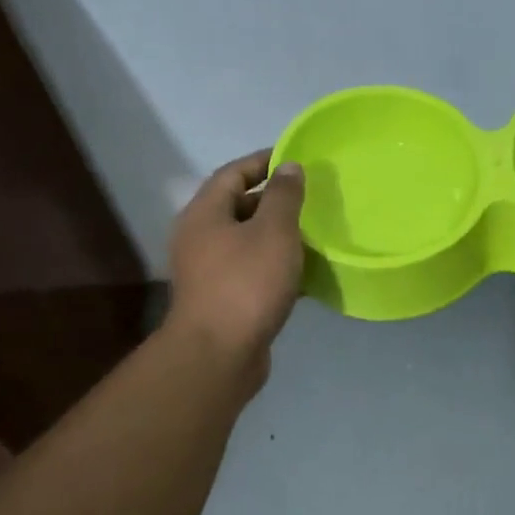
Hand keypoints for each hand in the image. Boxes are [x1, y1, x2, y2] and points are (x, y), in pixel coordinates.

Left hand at [167, 149, 305, 387]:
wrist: (219, 354)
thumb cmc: (246, 284)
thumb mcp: (273, 232)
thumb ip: (284, 196)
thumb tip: (290, 167)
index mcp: (205, 213)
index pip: (233, 173)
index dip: (264, 162)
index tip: (297, 159)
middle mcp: (200, 238)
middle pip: (238, 207)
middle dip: (274, 200)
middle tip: (312, 198)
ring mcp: (209, 272)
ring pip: (248, 242)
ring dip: (278, 236)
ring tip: (314, 233)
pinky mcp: (223, 300)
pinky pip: (253, 271)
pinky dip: (277, 267)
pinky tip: (305, 273)